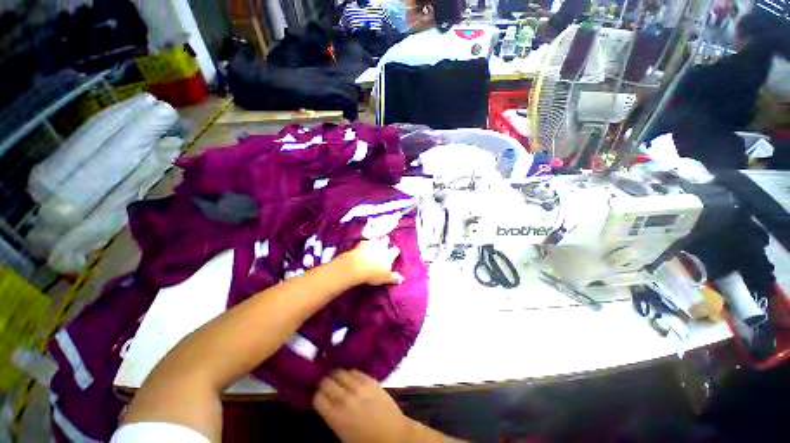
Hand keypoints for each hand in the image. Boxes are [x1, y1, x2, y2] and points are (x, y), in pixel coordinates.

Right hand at [313, 370, 412, 442]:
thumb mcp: (342, 435)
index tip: (319, 396)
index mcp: (335, 416)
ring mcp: (358, 387)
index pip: (317, 397)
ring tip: (337, 379)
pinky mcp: (370, 380)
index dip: (317, 396)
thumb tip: (326, 404)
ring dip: (336, 376)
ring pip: (340, 373)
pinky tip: (350, 377)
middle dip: (324, 383)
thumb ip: (332, 417)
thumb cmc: (366, 441)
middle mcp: (344, 398)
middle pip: (326, 382)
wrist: (393, 435)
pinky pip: (355, 371)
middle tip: (326, 386)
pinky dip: (349, 373)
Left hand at [338, 237, 403, 285]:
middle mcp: (382, 247)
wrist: (357, 266)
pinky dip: (365, 242)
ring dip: (376, 239)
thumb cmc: (373, 273)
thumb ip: (393, 277)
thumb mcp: (385, 278)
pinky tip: (363, 244)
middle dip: (386, 241)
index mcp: (389, 255)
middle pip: (386, 240)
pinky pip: (365, 241)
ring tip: (375, 241)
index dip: (396, 251)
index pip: (395, 250)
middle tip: (386, 242)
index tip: (396, 251)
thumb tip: (401, 279)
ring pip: (376, 238)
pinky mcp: (361, 243)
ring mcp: (371, 244)